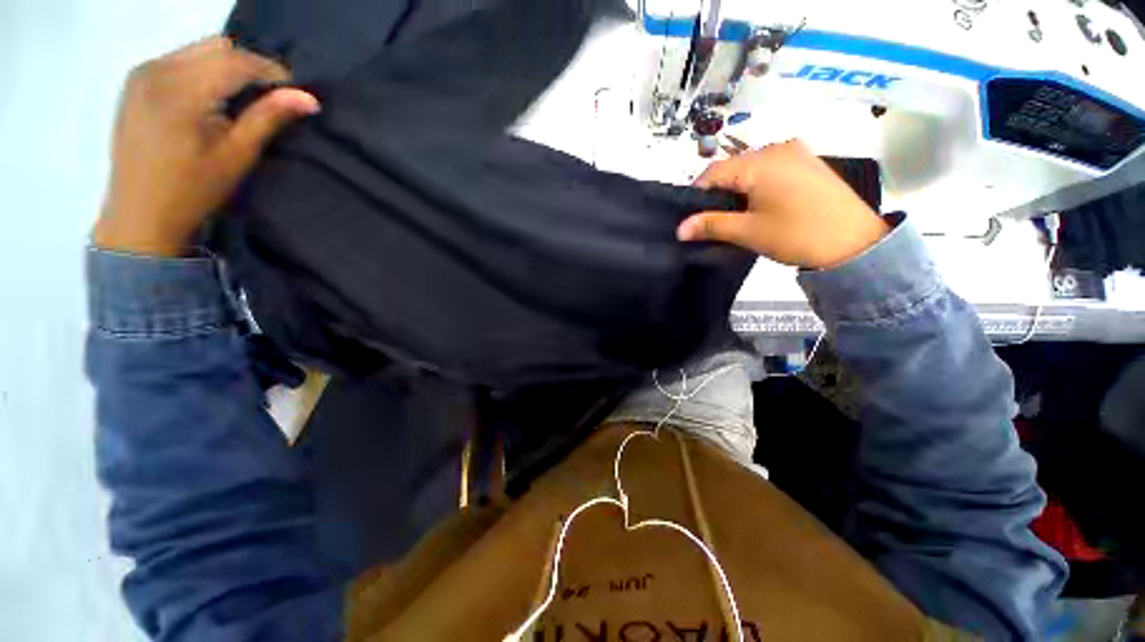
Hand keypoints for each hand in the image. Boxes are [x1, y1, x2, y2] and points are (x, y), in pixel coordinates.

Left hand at [92, 37, 319, 256]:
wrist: (138, 215)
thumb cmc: (191, 191)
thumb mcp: (236, 156)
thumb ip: (268, 119)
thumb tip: (308, 99)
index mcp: (179, 91)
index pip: (236, 61)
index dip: (271, 72)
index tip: (296, 91)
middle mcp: (156, 69)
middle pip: (217, 48)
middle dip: (249, 67)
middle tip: (270, 97)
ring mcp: (142, 73)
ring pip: (199, 50)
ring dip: (227, 68)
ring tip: (242, 99)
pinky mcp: (135, 81)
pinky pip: (180, 59)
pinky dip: (204, 71)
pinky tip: (212, 98)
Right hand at [678, 139, 889, 269]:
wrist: (855, 243)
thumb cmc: (797, 235)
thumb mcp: (748, 231)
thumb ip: (711, 225)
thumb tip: (679, 229)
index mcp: (761, 161)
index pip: (714, 171)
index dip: (697, 194)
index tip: (692, 217)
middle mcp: (779, 147)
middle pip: (733, 167)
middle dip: (718, 193)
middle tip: (713, 220)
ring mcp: (797, 153)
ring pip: (751, 168)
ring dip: (738, 189)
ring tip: (736, 216)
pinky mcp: (808, 162)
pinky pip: (771, 169)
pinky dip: (757, 185)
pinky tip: (759, 205)